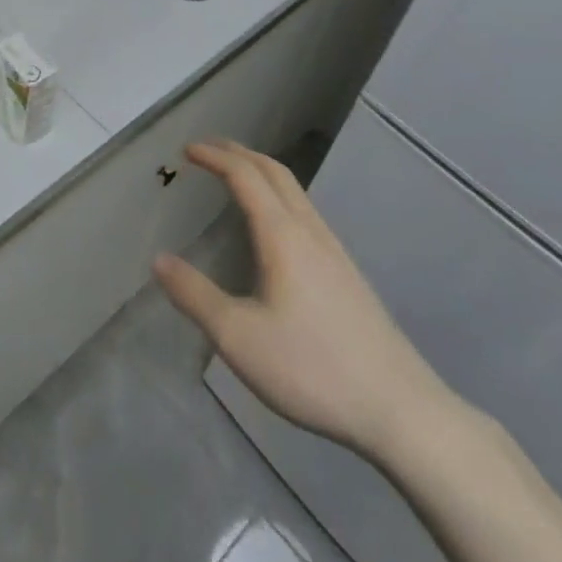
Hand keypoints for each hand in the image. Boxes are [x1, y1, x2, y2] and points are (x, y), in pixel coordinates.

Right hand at [153, 141, 454, 463]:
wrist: (403, 412)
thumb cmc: (313, 369)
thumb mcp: (238, 338)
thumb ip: (195, 295)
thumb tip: (159, 260)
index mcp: (283, 236)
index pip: (245, 176)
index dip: (214, 156)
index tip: (186, 150)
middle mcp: (310, 232)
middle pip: (274, 172)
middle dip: (239, 153)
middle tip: (207, 149)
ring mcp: (335, 252)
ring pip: (295, 191)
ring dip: (261, 171)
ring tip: (236, 176)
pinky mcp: (348, 275)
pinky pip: (305, 212)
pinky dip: (278, 195)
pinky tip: (274, 226)